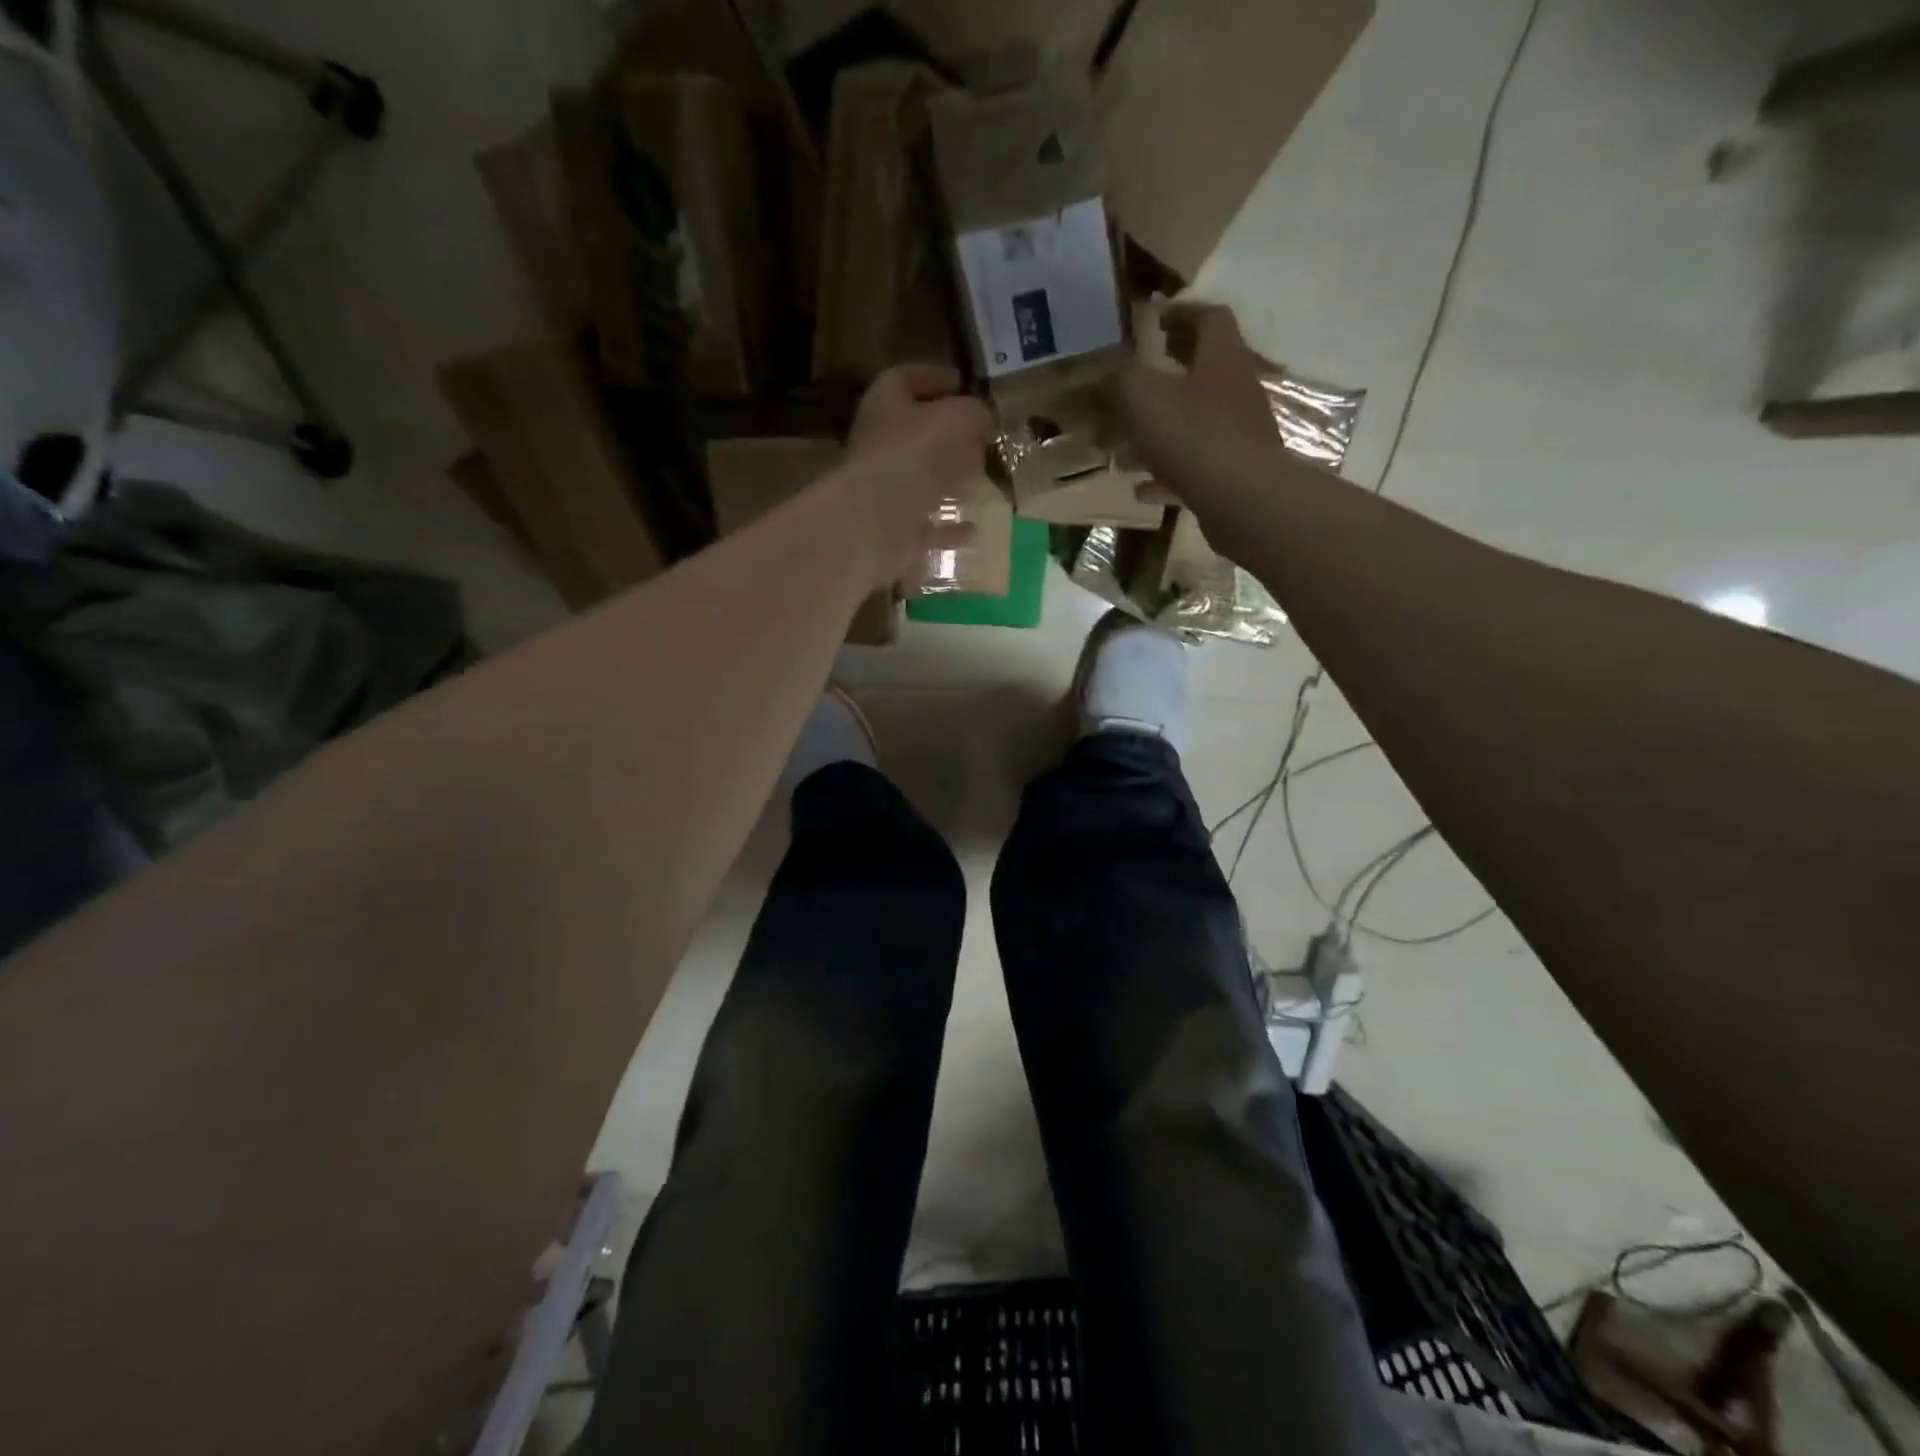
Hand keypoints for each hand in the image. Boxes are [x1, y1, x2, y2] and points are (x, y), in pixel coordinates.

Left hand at [840, 364, 993, 586]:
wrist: (877, 521)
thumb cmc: (915, 453)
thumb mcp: (958, 417)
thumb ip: (974, 413)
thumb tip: (981, 421)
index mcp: (885, 404)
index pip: (907, 378)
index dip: (936, 378)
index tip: (965, 386)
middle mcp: (879, 444)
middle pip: (914, 433)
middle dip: (947, 435)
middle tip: (979, 439)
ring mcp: (884, 489)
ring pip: (919, 480)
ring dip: (947, 481)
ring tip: (979, 481)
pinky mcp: (893, 528)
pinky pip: (926, 526)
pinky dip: (948, 527)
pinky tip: (971, 529)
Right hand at [1117, 305, 1288, 520]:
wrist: (1242, 498)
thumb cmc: (1193, 435)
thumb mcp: (1144, 397)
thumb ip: (1123, 376)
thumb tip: (1109, 364)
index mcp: (1221, 357)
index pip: (1209, 318)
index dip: (1182, 312)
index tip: (1155, 319)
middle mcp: (1237, 388)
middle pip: (1205, 369)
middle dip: (1172, 370)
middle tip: (1139, 375)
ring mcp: (1240, 433)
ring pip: (1197, 421)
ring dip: (1165, 427)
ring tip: (1129, 442)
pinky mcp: (1235, 472)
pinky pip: (1196, 465)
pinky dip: (1168, 473)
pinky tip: (1141, 489)